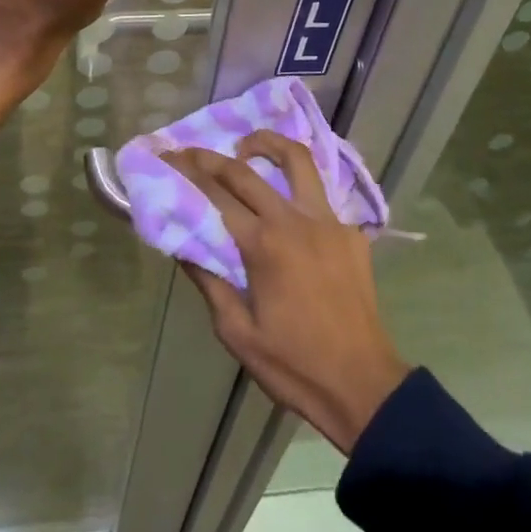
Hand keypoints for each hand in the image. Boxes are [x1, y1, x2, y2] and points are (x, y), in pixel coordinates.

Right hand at [171, 131, 409, 453]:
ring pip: (297, 160)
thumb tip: (184, 245)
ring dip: (267, 145)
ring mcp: (328, 221)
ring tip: (246, 147)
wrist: (364, 387)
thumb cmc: (294, 365)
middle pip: (246, 171)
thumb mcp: (236, 333)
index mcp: (264, 244)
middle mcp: (295, 220)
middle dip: (211, 157)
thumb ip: (209, 282)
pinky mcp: (351, 233)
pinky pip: (321, 195)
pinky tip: (287, 203)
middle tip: (189, 151)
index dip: (187, 173)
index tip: (166, 158)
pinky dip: (298, 187)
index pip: (216, 195)